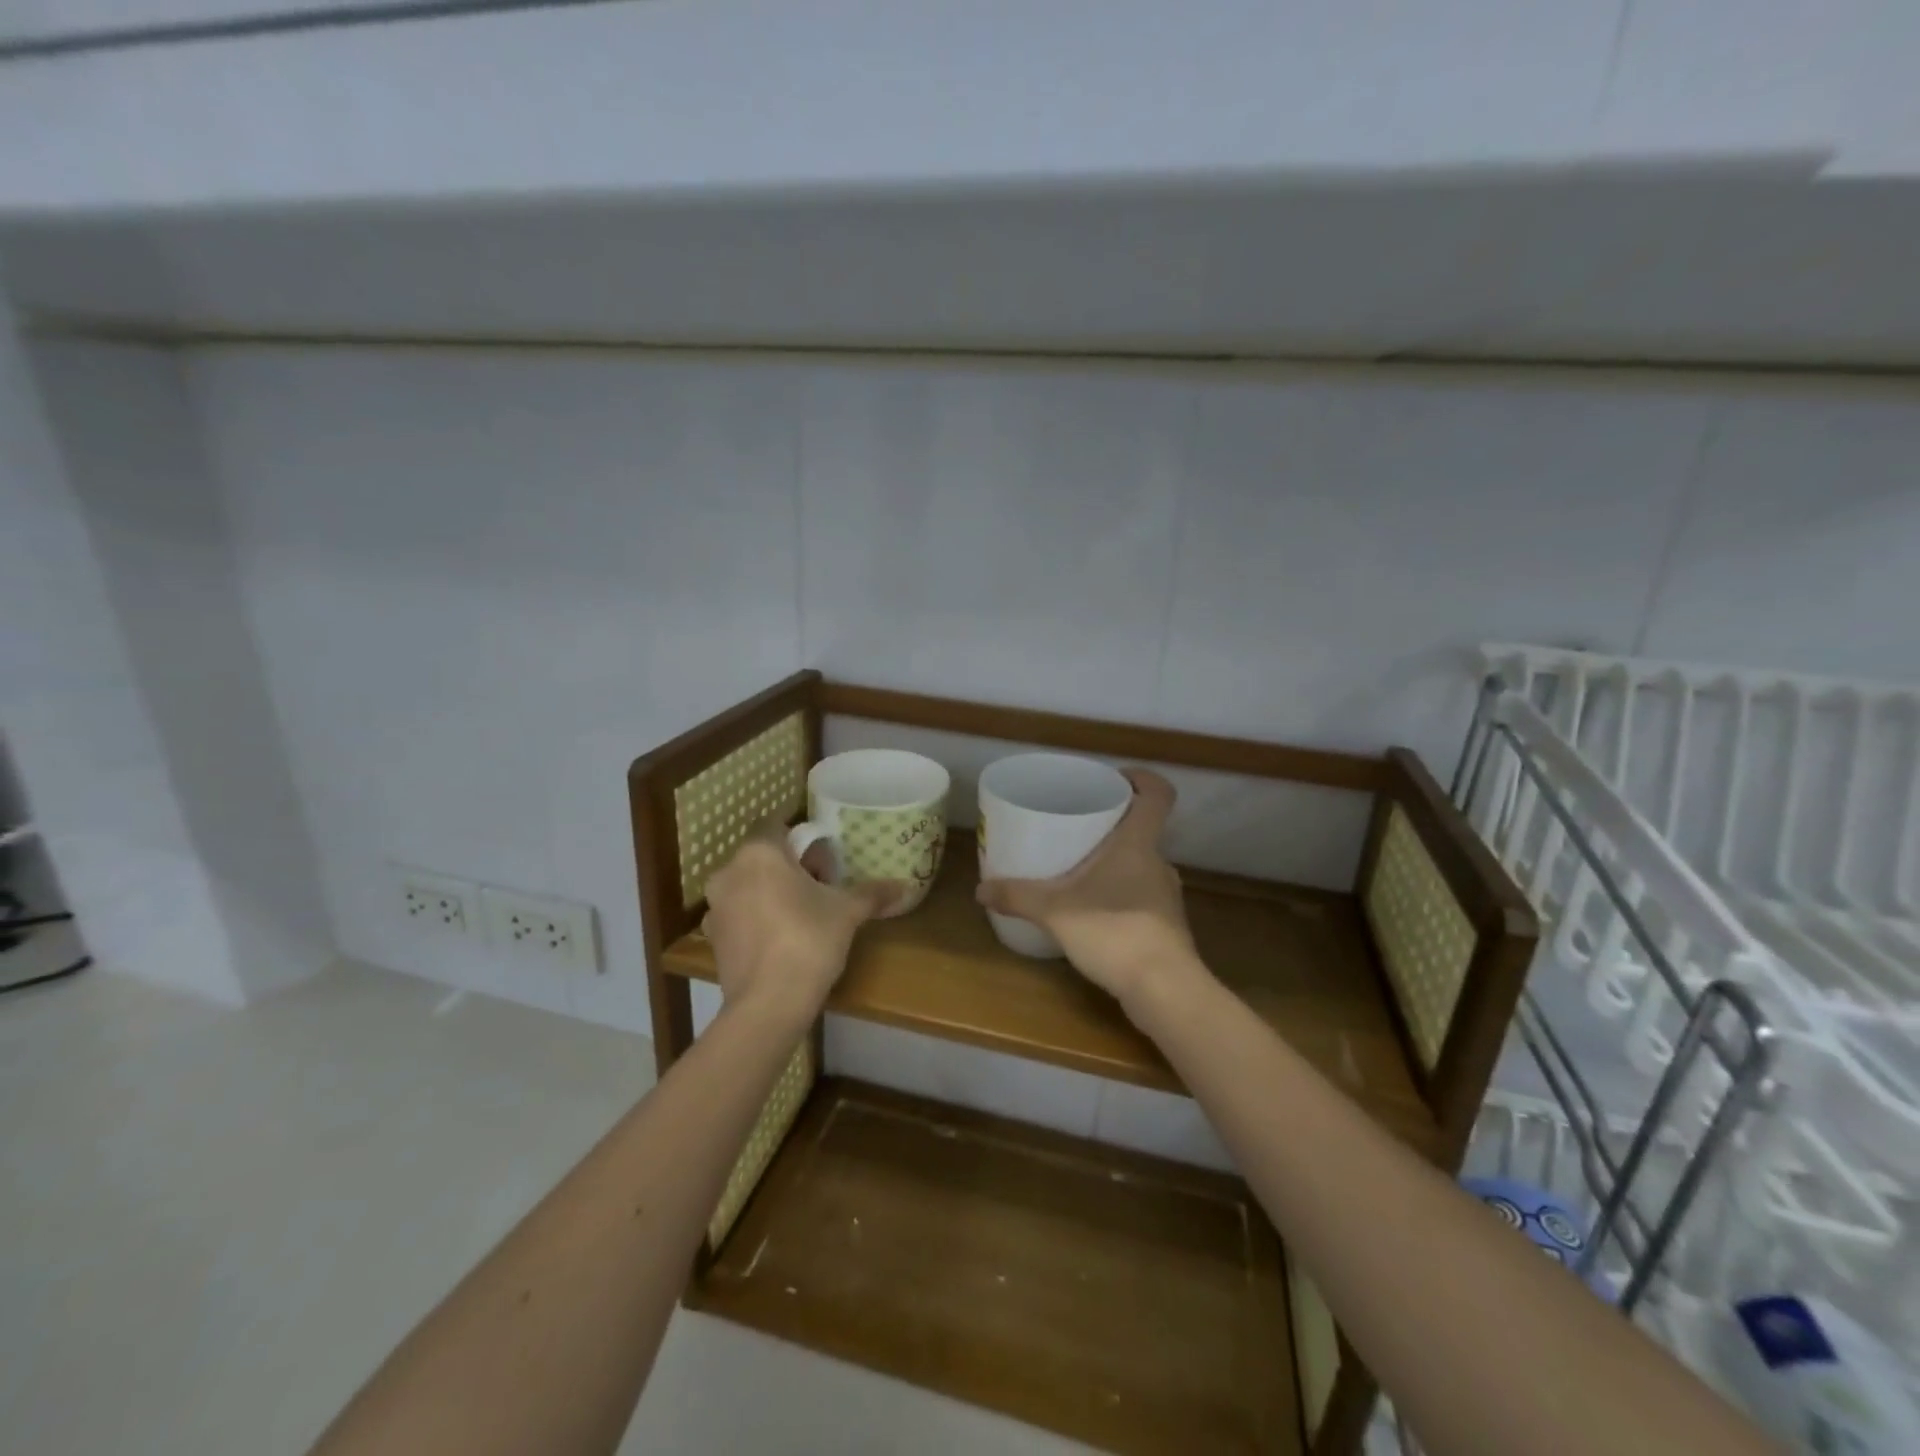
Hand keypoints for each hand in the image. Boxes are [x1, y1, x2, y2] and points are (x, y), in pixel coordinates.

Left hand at [702, 819, 899, 1026]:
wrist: (768, 1005)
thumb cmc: (808, 941)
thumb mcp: (847, 912)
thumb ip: (872, 893)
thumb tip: (905, 887)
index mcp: (759, 853)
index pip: (775, 824)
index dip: (800, 836)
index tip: (822, 856)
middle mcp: (729, 872)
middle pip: (761, 855)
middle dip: (790, 866)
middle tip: (821, 885)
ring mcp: (716, 907)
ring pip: (748, 885)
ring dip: (771, 891)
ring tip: (803, 913)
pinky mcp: (713, 938)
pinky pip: (739, 914)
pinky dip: (757, 918)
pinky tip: (782, 939)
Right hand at [975, 768, 1205, 1011]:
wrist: (1163, 990)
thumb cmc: (1113, 932)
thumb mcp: (1055, 911)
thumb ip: (1017, 896)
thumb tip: (980, 889)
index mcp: (1139, 843)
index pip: (1159, 794)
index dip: (1143, 779)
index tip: (1116, 779)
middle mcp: (1158, 862)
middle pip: (1144, 828)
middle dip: (1113, 824)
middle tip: (1079, 825)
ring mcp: (1166, 896)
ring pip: (1141, 864)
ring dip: (1116, 861)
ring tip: (1080, 868)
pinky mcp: (1166, 926)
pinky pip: (1141, 895)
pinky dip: (1120, 894)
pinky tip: (1094, 911)